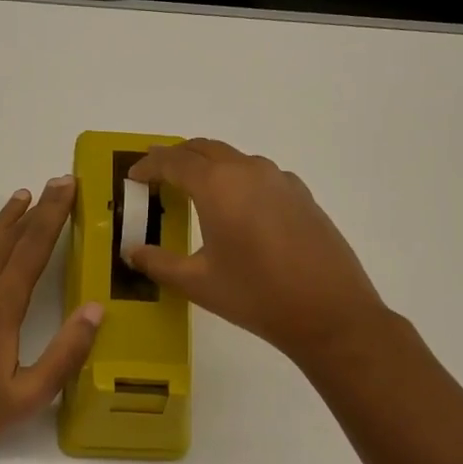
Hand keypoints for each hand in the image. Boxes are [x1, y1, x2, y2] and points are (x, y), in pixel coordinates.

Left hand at [0, 177, 103, 463]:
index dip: (53, 214)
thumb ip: (67, 352)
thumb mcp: (31, 396)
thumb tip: (95, 309)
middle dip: (35, 208)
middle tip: (56, 182)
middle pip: (9, 238)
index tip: (67, 186)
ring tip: (22, 198)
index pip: (33, 248)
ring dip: (3, 220)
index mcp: (0, 307)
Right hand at [125, 139, 391, 367]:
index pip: (173, 161)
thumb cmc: (256, 295)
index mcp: (218, 185)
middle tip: (157, 177)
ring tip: (194, 191)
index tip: (133, 177)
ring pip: (234, 159)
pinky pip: (260, 175)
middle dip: (176, 158)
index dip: (148, 165)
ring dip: (208, 167)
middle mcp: (249, 171)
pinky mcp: (302, 195)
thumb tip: (132, 251)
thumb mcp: (197, 283)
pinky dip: (237, 180)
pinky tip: (238, 209)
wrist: (330, 313)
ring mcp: (280, 180)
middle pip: (204, 149)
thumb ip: (158, 263)